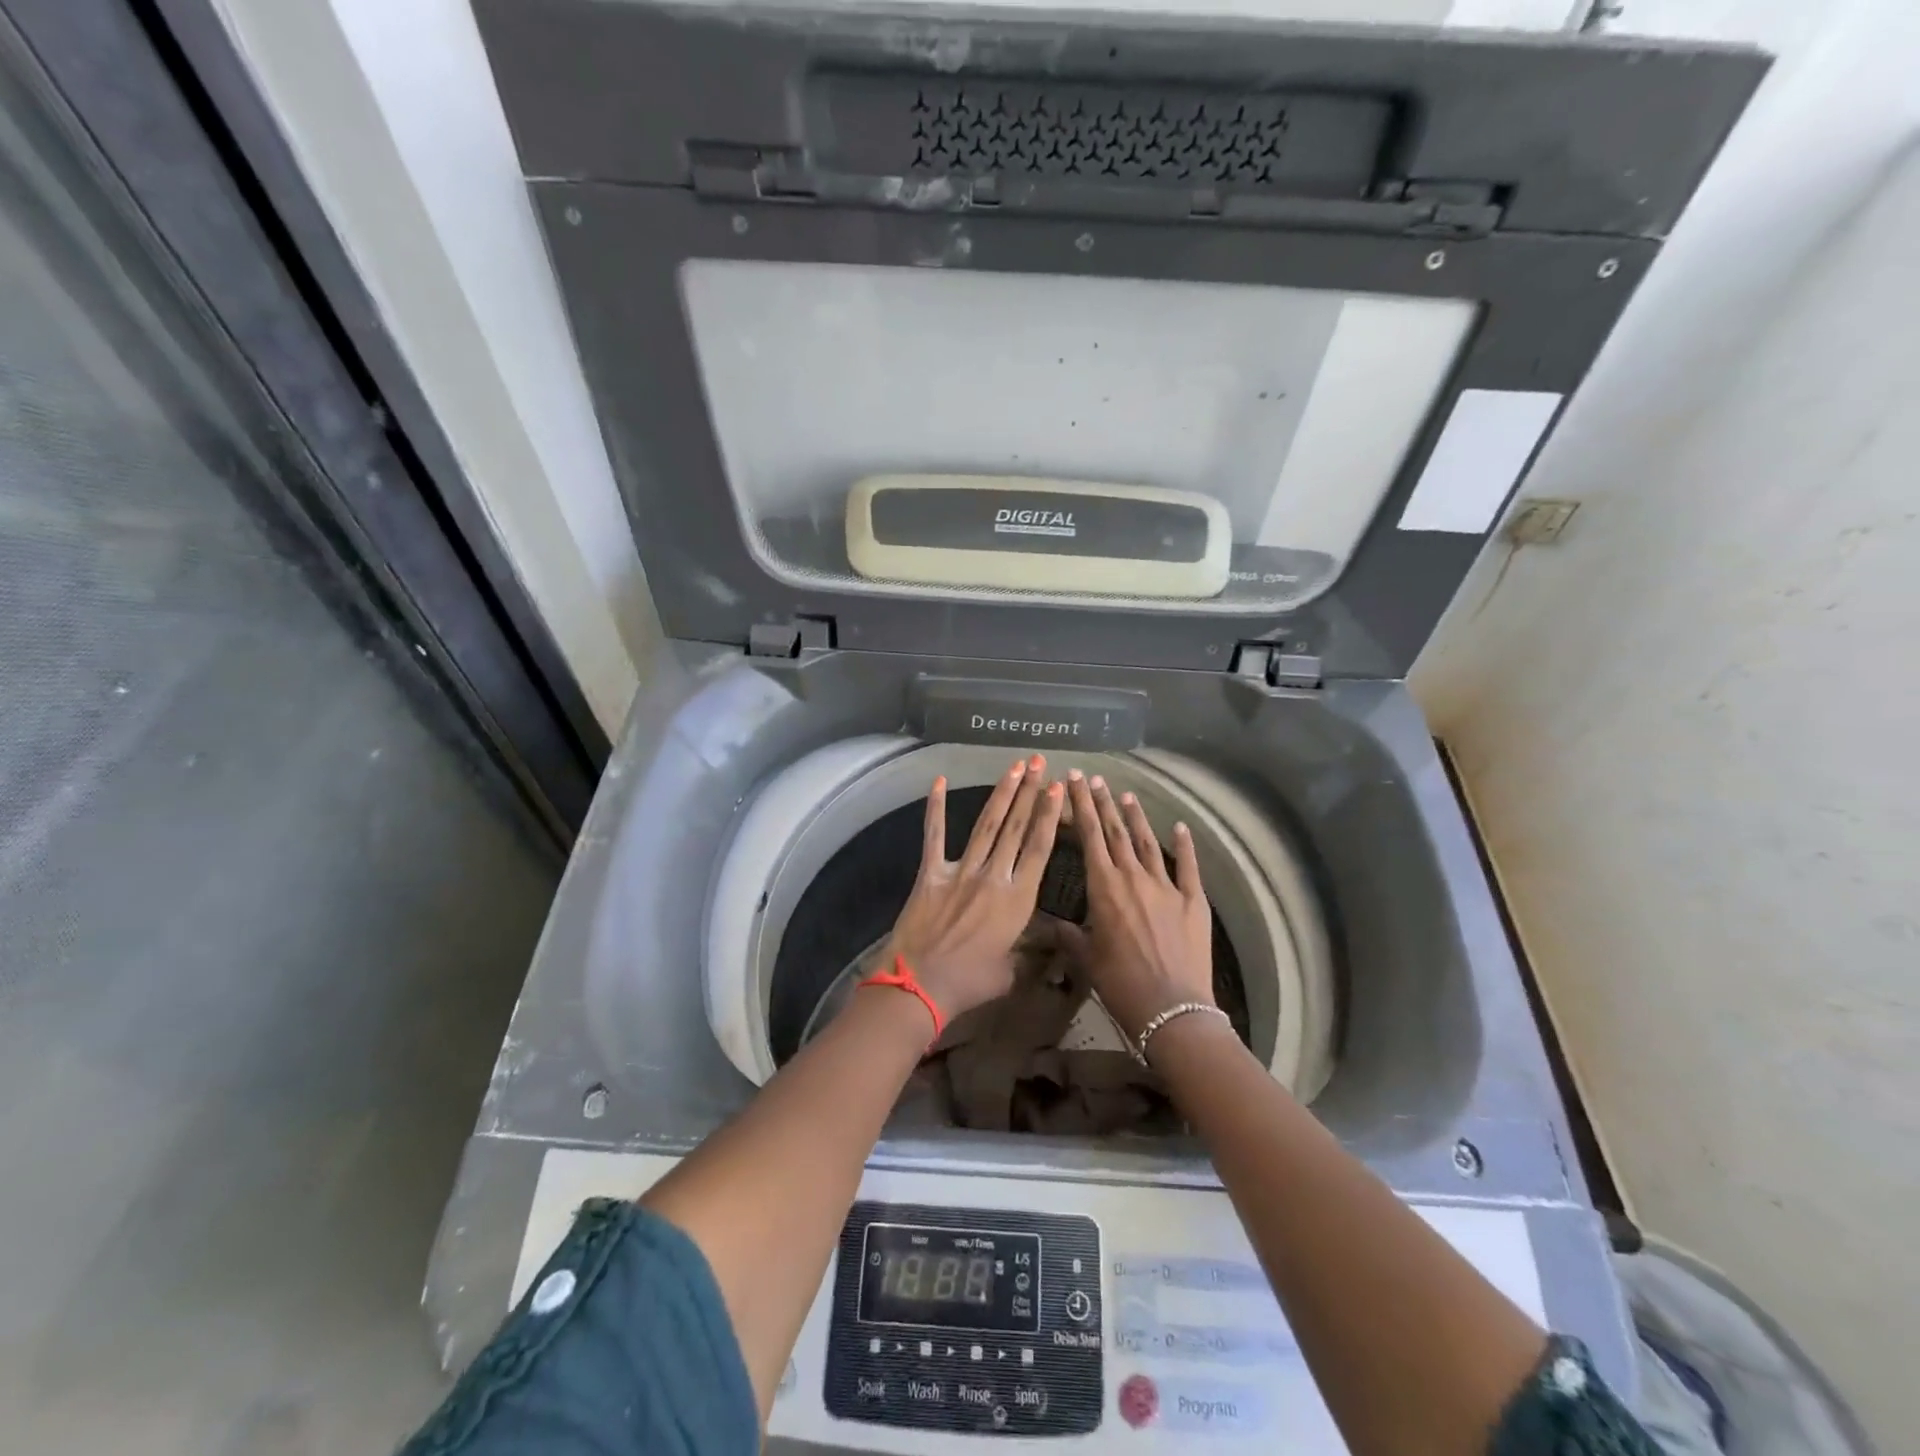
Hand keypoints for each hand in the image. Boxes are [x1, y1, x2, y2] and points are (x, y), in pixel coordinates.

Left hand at [883, 756, 1064, 1023]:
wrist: (921, 985)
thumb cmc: (971, 983)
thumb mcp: (1011, 971)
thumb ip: (1028, 951)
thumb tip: (1046, 945)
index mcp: (1018, 900)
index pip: (1039, 848)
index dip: (1050, 815)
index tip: (1058, 788)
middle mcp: (994, 876)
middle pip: (1017, 827)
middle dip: (1030, 792)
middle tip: (1039, 763)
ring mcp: (961, 871)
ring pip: (986, 824)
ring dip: (1001, 793)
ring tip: (1014, 767)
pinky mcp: (931, 873)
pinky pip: (934, 835)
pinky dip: (935, 807)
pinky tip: (938, 781)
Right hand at [1067, 770, 1212, 1039]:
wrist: (1172, 1009)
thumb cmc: (1121, 985)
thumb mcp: (1088, 959)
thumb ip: (1071, 936)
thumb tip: (1056, 926)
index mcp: (1104, 887)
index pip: (1089, 836)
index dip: (1081, 805)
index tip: (1074, 780)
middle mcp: (1134, 877)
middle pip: (1116, 831)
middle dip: (1103, 802)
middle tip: (1094, 778)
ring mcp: (1166, 886)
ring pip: (1147, 842)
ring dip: (1135, 817)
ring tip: (1126, 795)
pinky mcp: (1193, 900)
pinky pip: (1188, 866)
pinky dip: (1184, 844)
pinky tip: (1179, 827)